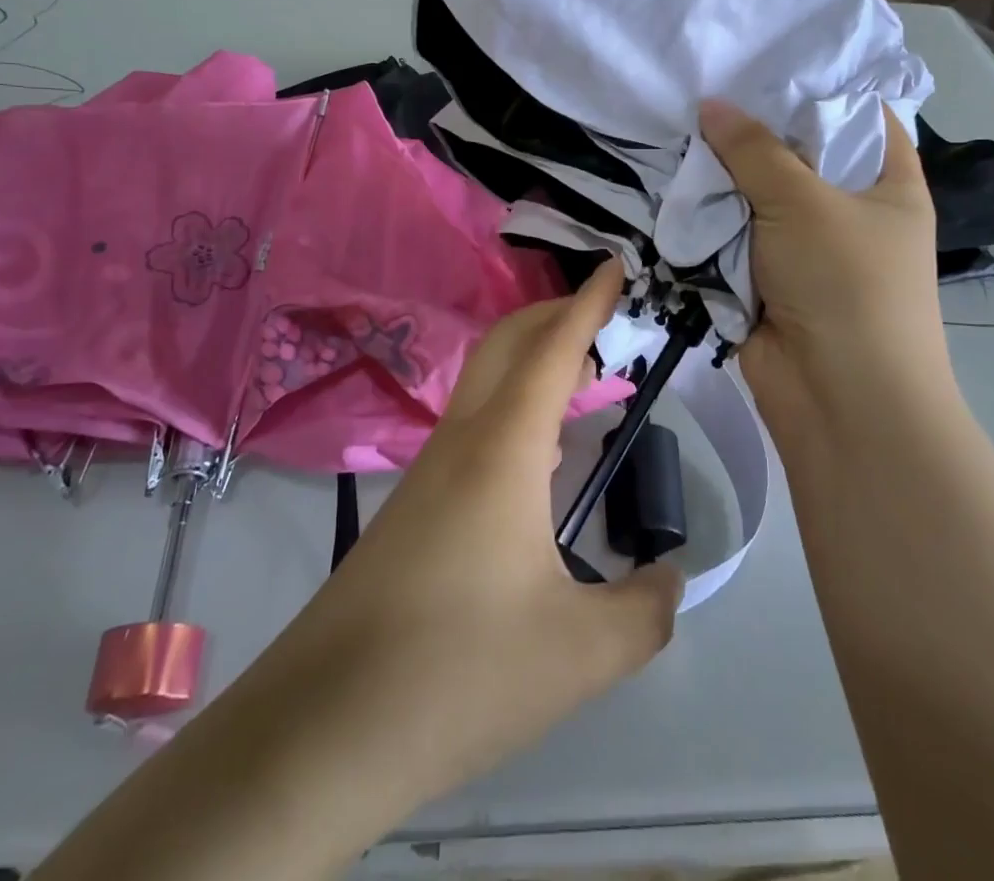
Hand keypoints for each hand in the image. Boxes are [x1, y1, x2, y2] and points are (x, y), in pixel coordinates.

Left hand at [285, 258, 682, 800]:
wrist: (321, 729)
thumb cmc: (460, 671)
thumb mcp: (582, 653)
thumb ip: (646, 610)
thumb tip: (671, 578)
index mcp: (504, 449)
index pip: (553, 350)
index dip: (588, 303)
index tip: (614, 265)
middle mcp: (462, 441)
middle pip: (507, 345)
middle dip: (554, 314)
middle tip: (603, 317)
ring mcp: (428, 472)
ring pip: (485, 385)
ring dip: (533, 364)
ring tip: (583, 383)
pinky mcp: (412, 508)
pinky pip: (473, 428)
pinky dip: (515, 410)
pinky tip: (538, 458)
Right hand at [698, 100, 953, 414]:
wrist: (839, 401)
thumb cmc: (846, 284)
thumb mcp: (803, 201)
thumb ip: (753, 149)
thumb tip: (710, 104)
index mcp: (885, 182)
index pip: (857, 114)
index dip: (814, 87)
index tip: (761, 60)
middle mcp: (847, 210)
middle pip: (795, 154)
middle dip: (749, 131)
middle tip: (698, 89)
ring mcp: (803, 247)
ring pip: (755, 196)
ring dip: (720, 178)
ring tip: (672, 130)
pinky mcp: (764, 279)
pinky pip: (731, 236)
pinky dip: (706, 219)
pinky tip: (669, 184)